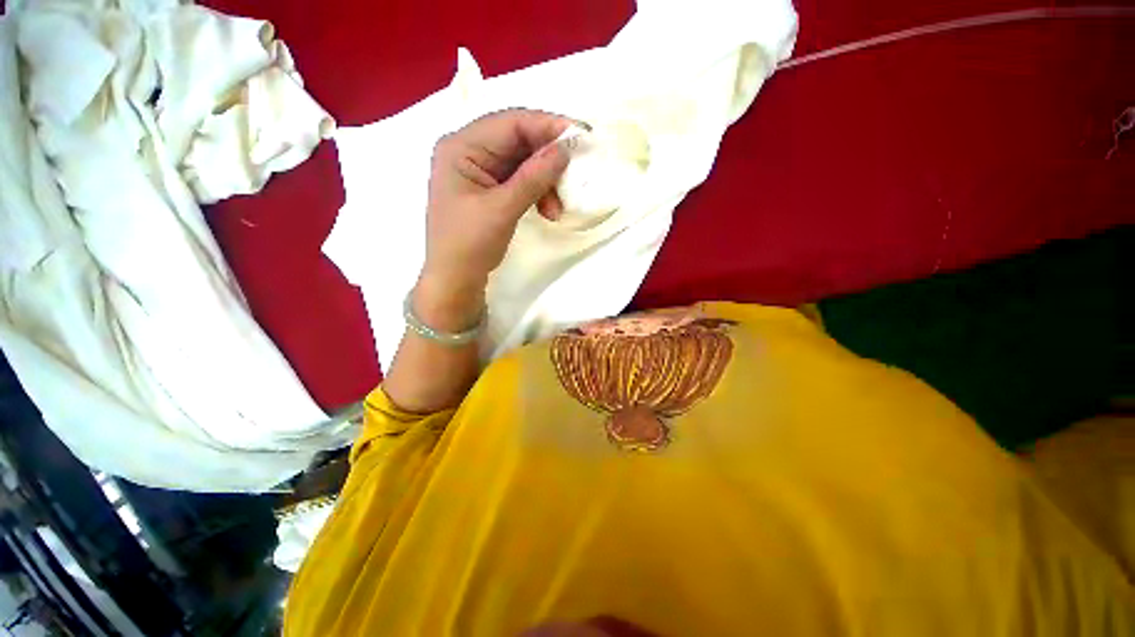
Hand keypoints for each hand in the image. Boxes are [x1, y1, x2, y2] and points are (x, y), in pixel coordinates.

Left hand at [419, 109, 573, 308]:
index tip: (581, 135)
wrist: (455, 280)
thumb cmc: (469, 244)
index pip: (510, 123)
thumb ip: (533, 177)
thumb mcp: (502, 209)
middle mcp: (468, 151)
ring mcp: (479, 172)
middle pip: (518, 141)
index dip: (547, 126)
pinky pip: (520, 181)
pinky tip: (547, 210)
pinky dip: (536, 193)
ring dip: (544, 182)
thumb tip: (565, 148)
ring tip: (556, 209)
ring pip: (522, 163)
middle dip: (547, 161)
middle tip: (572, 176)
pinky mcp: (489, 190)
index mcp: (461, 146)